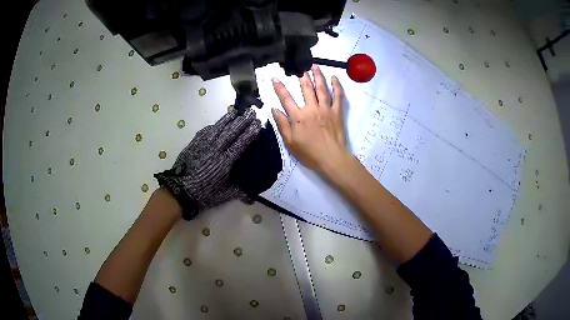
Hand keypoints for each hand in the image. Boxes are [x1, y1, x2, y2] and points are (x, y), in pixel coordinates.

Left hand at [154, 109, 260, 219]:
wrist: (178, 191)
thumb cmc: (202, 194)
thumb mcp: (223, 195)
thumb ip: (239, 191)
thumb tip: (252, 193)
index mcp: (225, 162)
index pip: (241, 143)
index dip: (250, 133)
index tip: (258, 124)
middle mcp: (215, 149)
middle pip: (231, 131)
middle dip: (242, 121)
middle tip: (251, 112)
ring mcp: (203, 145)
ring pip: (218, 128)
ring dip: (228, 119)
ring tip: (236, 112)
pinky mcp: (194, 144)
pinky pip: (206, 131)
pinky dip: (214, 125)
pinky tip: (217, 123)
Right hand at [271, 65, 348, 174]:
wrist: (331, 158)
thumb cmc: (309, 153)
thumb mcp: (290, 142)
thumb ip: (282, 124)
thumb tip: (274, 109)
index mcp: (298, 117)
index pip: (286, 99)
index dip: (279, 88)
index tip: (275, 79)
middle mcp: (311, 109)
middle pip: (306, 89)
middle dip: (302, 77)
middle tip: (300, 68)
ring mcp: (326, 109)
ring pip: (321, 89)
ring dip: (318, 76)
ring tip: (315, 66)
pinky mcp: (337, 112)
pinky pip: (337, 96)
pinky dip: (336, 86)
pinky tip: (334, 78)